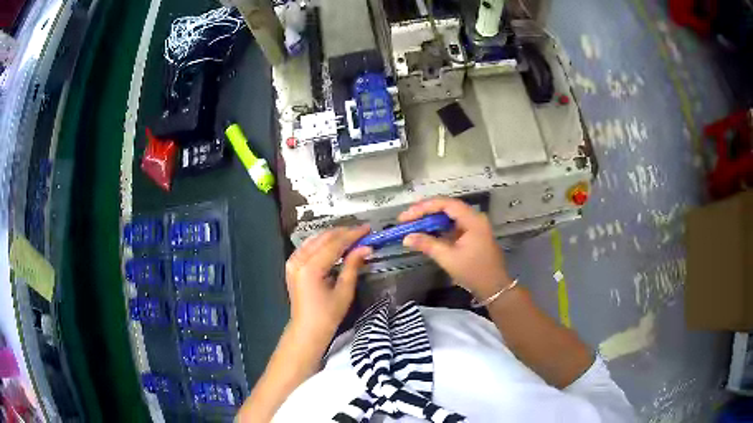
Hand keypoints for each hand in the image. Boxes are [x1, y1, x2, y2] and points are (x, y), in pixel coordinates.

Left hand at [285, 225, 371, 343]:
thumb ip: (353, 265)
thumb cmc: (328, 315)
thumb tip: (366, 247)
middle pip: (323, 238)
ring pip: (315, 239)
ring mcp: (293, 261)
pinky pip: (308, 246)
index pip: (334, 244)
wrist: (307, 328)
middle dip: (344, 232)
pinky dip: (323, 242)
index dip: (352, 235)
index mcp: (310, 268)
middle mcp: (298, 260)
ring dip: (334, 235)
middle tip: (362, 232)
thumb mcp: (344, 291)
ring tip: (352, 236)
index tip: (368, 229)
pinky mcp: (292, 264)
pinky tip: (335, 243)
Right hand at [399, 198, 511, 298]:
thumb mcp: (448, 258)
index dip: (424, 207)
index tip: (406, 216)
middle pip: (447, 207)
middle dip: (425, 211)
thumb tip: (406, 238)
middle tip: (406, 218)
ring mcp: (474, 226)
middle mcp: (474, 218)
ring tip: (413, 223)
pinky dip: (439, 228)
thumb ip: (427, 245)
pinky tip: (427, 232)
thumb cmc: (473, 272)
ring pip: (449, 216)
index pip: (445, 204)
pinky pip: (453, 225)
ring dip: (431, 219)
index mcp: (472, 220)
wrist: (494, 287)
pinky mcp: (472, 235)